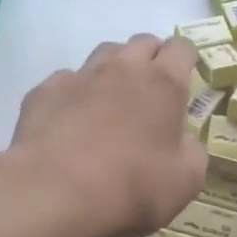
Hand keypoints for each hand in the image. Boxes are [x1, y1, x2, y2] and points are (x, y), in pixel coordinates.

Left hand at [0, 34, 207, 236]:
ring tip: (112, 100)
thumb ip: (192, 152)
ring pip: (103, 54)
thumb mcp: (185, 181)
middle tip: (151, 89)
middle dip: (151, 58)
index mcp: (163, 84)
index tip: (186, 75)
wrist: (57, 192)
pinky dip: (75, 94)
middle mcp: (122, 69)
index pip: (181, 48)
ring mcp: (80, 76)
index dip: (186, 59)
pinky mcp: (44, 92)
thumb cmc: (133, 186)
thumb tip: (184, 140)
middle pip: (142, 43)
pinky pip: (66, 81)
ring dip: (114, 69)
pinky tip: (71, 120)